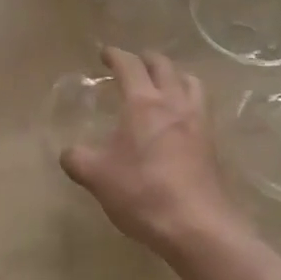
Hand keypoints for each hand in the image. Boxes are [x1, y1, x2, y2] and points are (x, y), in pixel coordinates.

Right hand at [60, 48, 238, 255]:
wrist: (196, 225)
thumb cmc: (142, 192)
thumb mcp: (96, 176)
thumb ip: (77, 158)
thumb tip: (68, 152)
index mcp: (143, 103)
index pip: (130, 66)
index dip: (116, 55)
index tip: (105, 54)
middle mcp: (173, 103)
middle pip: (164, 66)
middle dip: (146, 59)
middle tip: (133, 63)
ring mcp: (198, 122)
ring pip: (190, 82)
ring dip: (174, 75)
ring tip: (163, 84)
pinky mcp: (211, 143)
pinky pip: (201, 106)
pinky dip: (188, 99)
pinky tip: (179, 118)